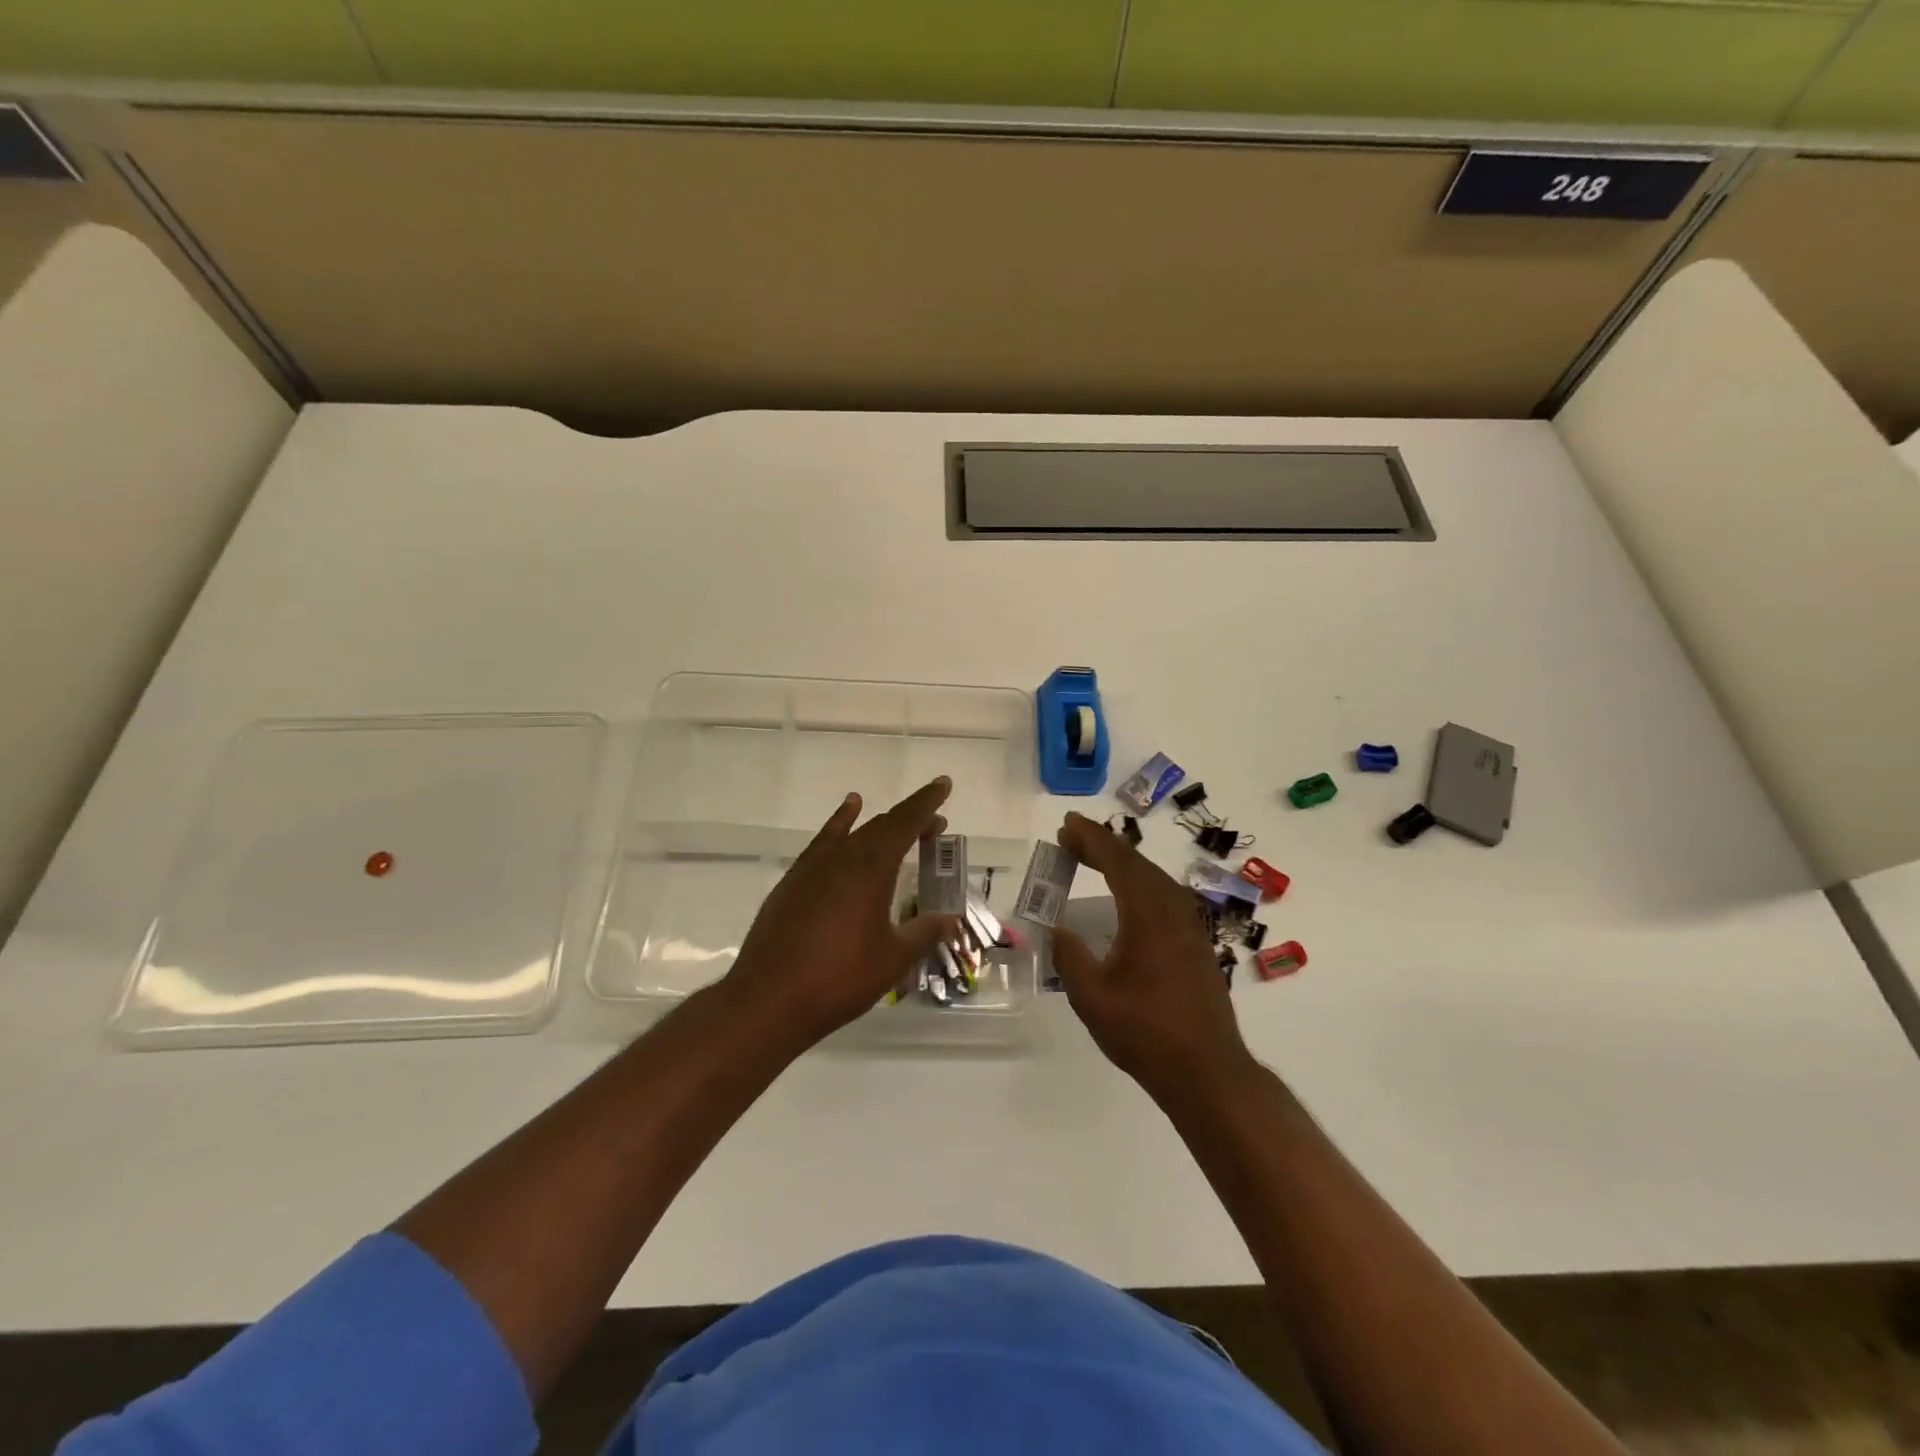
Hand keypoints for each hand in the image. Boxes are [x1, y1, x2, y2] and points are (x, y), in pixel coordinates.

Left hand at [719, 777, 960, 1053]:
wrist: (769, 998)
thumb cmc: (840, 978)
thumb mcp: (893, 959)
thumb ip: (925, 933)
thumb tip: (951, 918)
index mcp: (872, 869)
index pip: (906, 823)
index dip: (927, 802)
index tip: (943, 784)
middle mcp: (843, 857)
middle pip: (883, 826)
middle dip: (911, 820)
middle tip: (935, 825)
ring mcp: (814, 867)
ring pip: (854, 833)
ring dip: (879, 825)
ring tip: (898, 822)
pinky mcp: (794, 881)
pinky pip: (823, 842)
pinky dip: (839, 825)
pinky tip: (846, 819)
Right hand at [1051, 812, 1255, 1100]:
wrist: (1207, 1072)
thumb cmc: (1145, 1033)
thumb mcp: (1091, 997)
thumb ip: (1070, 956)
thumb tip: (1059, 930)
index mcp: (1148, 914)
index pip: (1118, 862)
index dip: (1091, 839)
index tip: (1067, 826)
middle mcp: (1173, 910)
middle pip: (1137, 864)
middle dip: (1103, 847)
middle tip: (1071, 838)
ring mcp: (1190, 927)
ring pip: (1154, 879)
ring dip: (1122, 865)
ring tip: (1093, 859)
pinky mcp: (1197, 945)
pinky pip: (1165, 897)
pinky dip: (1139, 885)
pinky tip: (1127, 899)